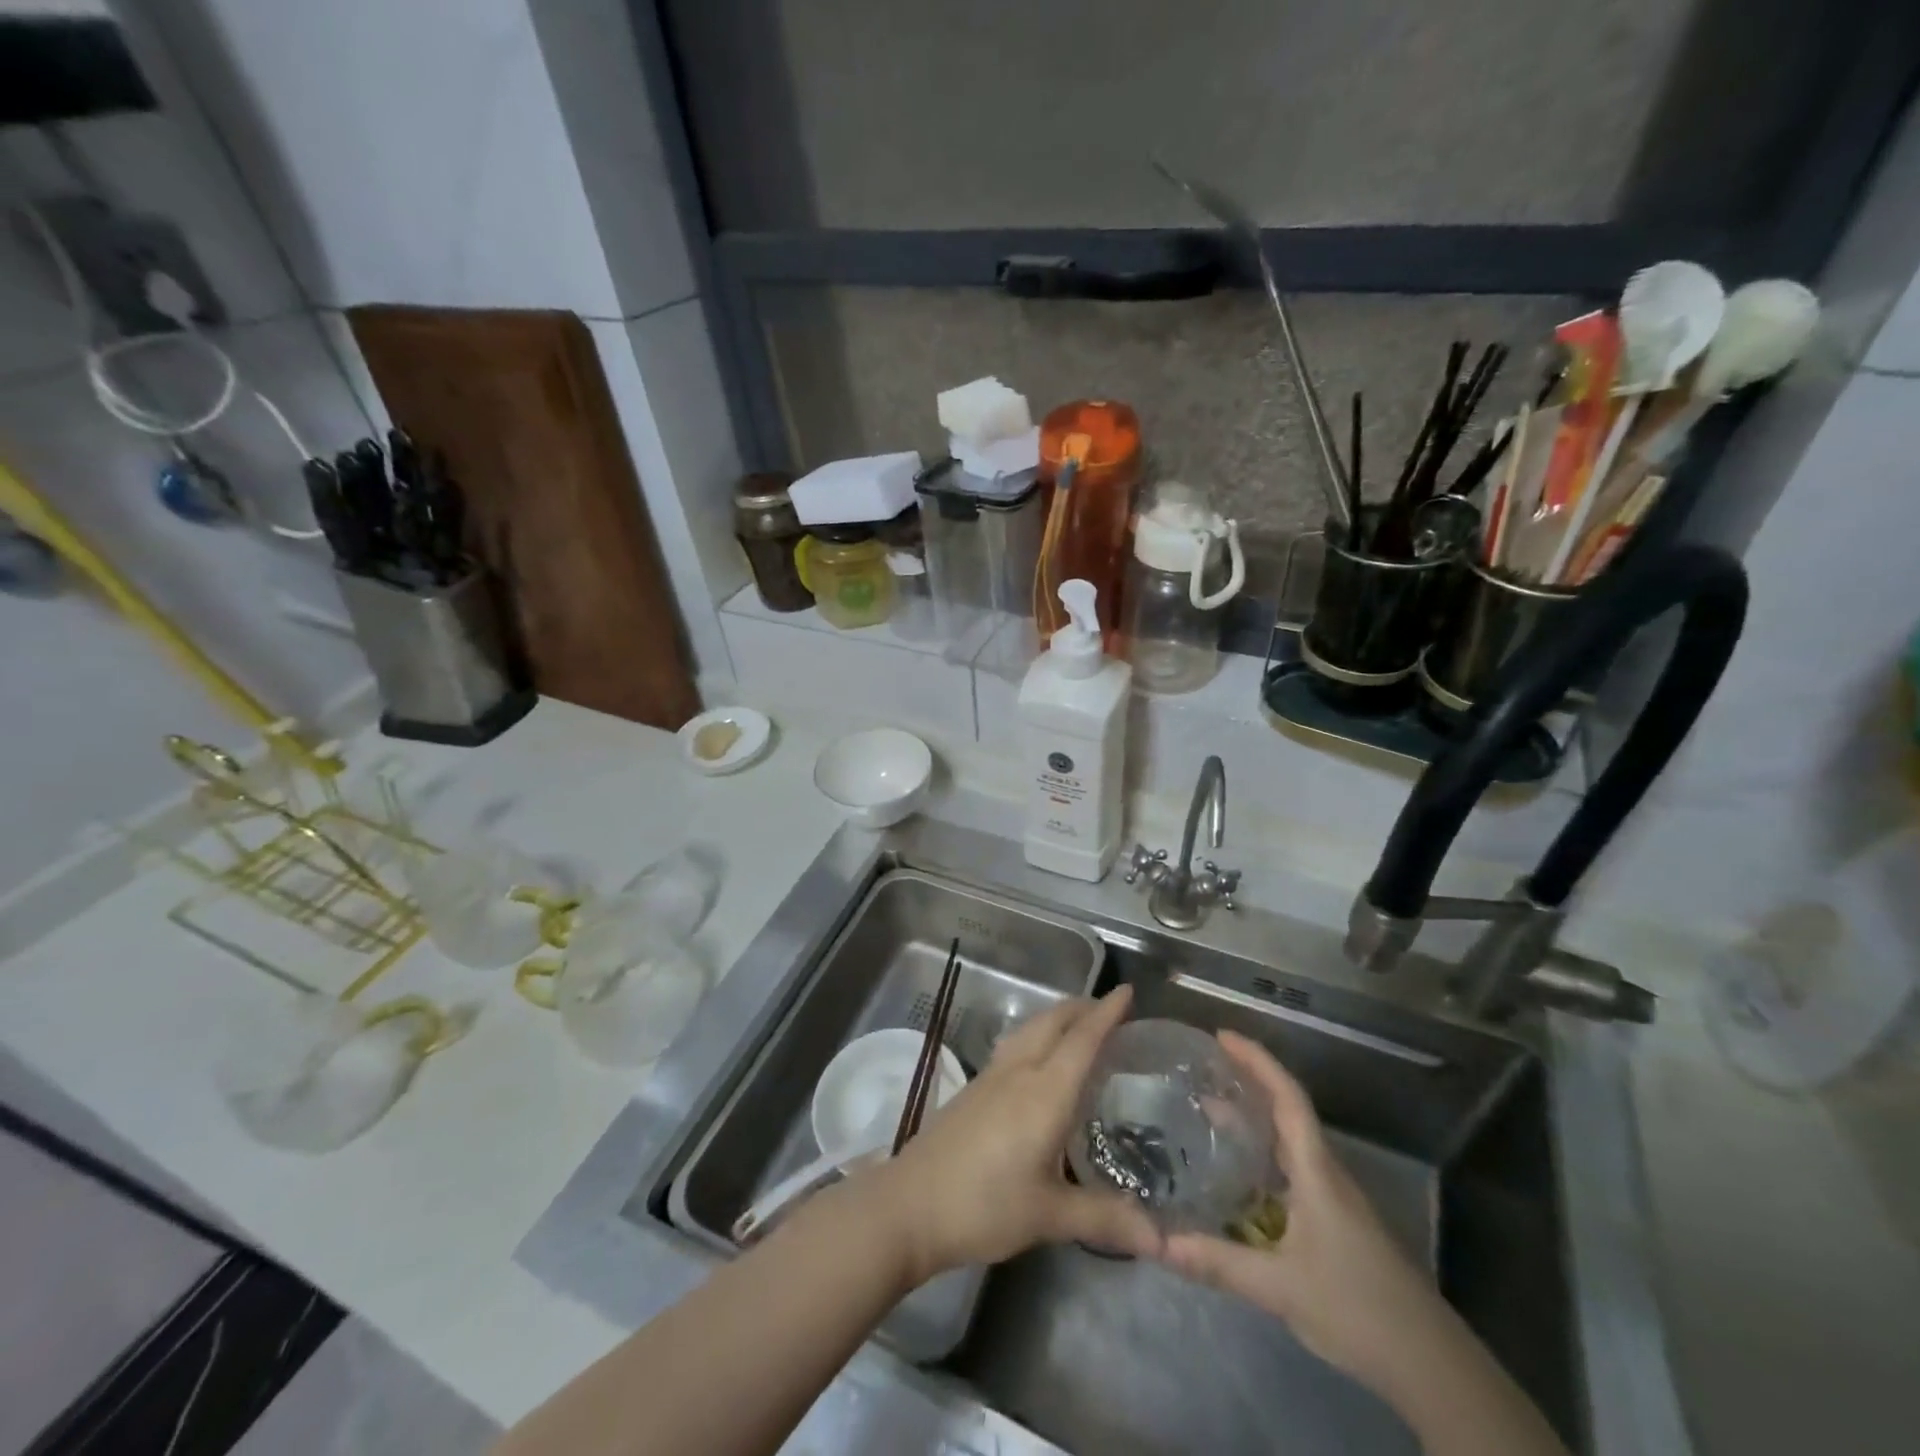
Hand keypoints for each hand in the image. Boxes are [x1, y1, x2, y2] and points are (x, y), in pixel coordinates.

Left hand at [856, 986, 1161, 1282]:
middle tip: (1111, 1010)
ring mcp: (991, 1077)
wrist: (910, 1205)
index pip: (1081, 1039)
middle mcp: (1018, 1072)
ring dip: (1056, 1018)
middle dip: (1082, 1008)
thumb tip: (1161, 1239)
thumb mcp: (1049, 1216)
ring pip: (1030, 1029)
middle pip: (1052, 1022)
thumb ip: (1105, 1218)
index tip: (1128, 991)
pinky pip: (1014, 1045)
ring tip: (1078, 1025)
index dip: (1106, 1013)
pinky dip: (1037, 1036)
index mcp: (1044, 1092)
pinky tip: (1039, 1059)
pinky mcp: (973, 1089)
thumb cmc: (984, 1206)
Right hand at [1154, 1031, 1456, 1400]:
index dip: (1257, 1060)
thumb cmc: (1358, 1309)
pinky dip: (1263, 1155)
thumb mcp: (1280, 1288)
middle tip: (1204, 1069)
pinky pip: (1293, 1169)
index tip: (1222, 1036)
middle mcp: (1326, 1173)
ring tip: (1209, 1110)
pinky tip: (1239, 1175)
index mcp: (1317, 1171)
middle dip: (1249, 1082)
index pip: (1288, 1098)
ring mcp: (1335, 1199)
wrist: (1432, 1366)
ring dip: (1255, 1119)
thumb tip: (1157, 1243)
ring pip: (1290, 1142)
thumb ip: (1219, 1262)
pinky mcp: (1337, 1223)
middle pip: (1287, 1111)